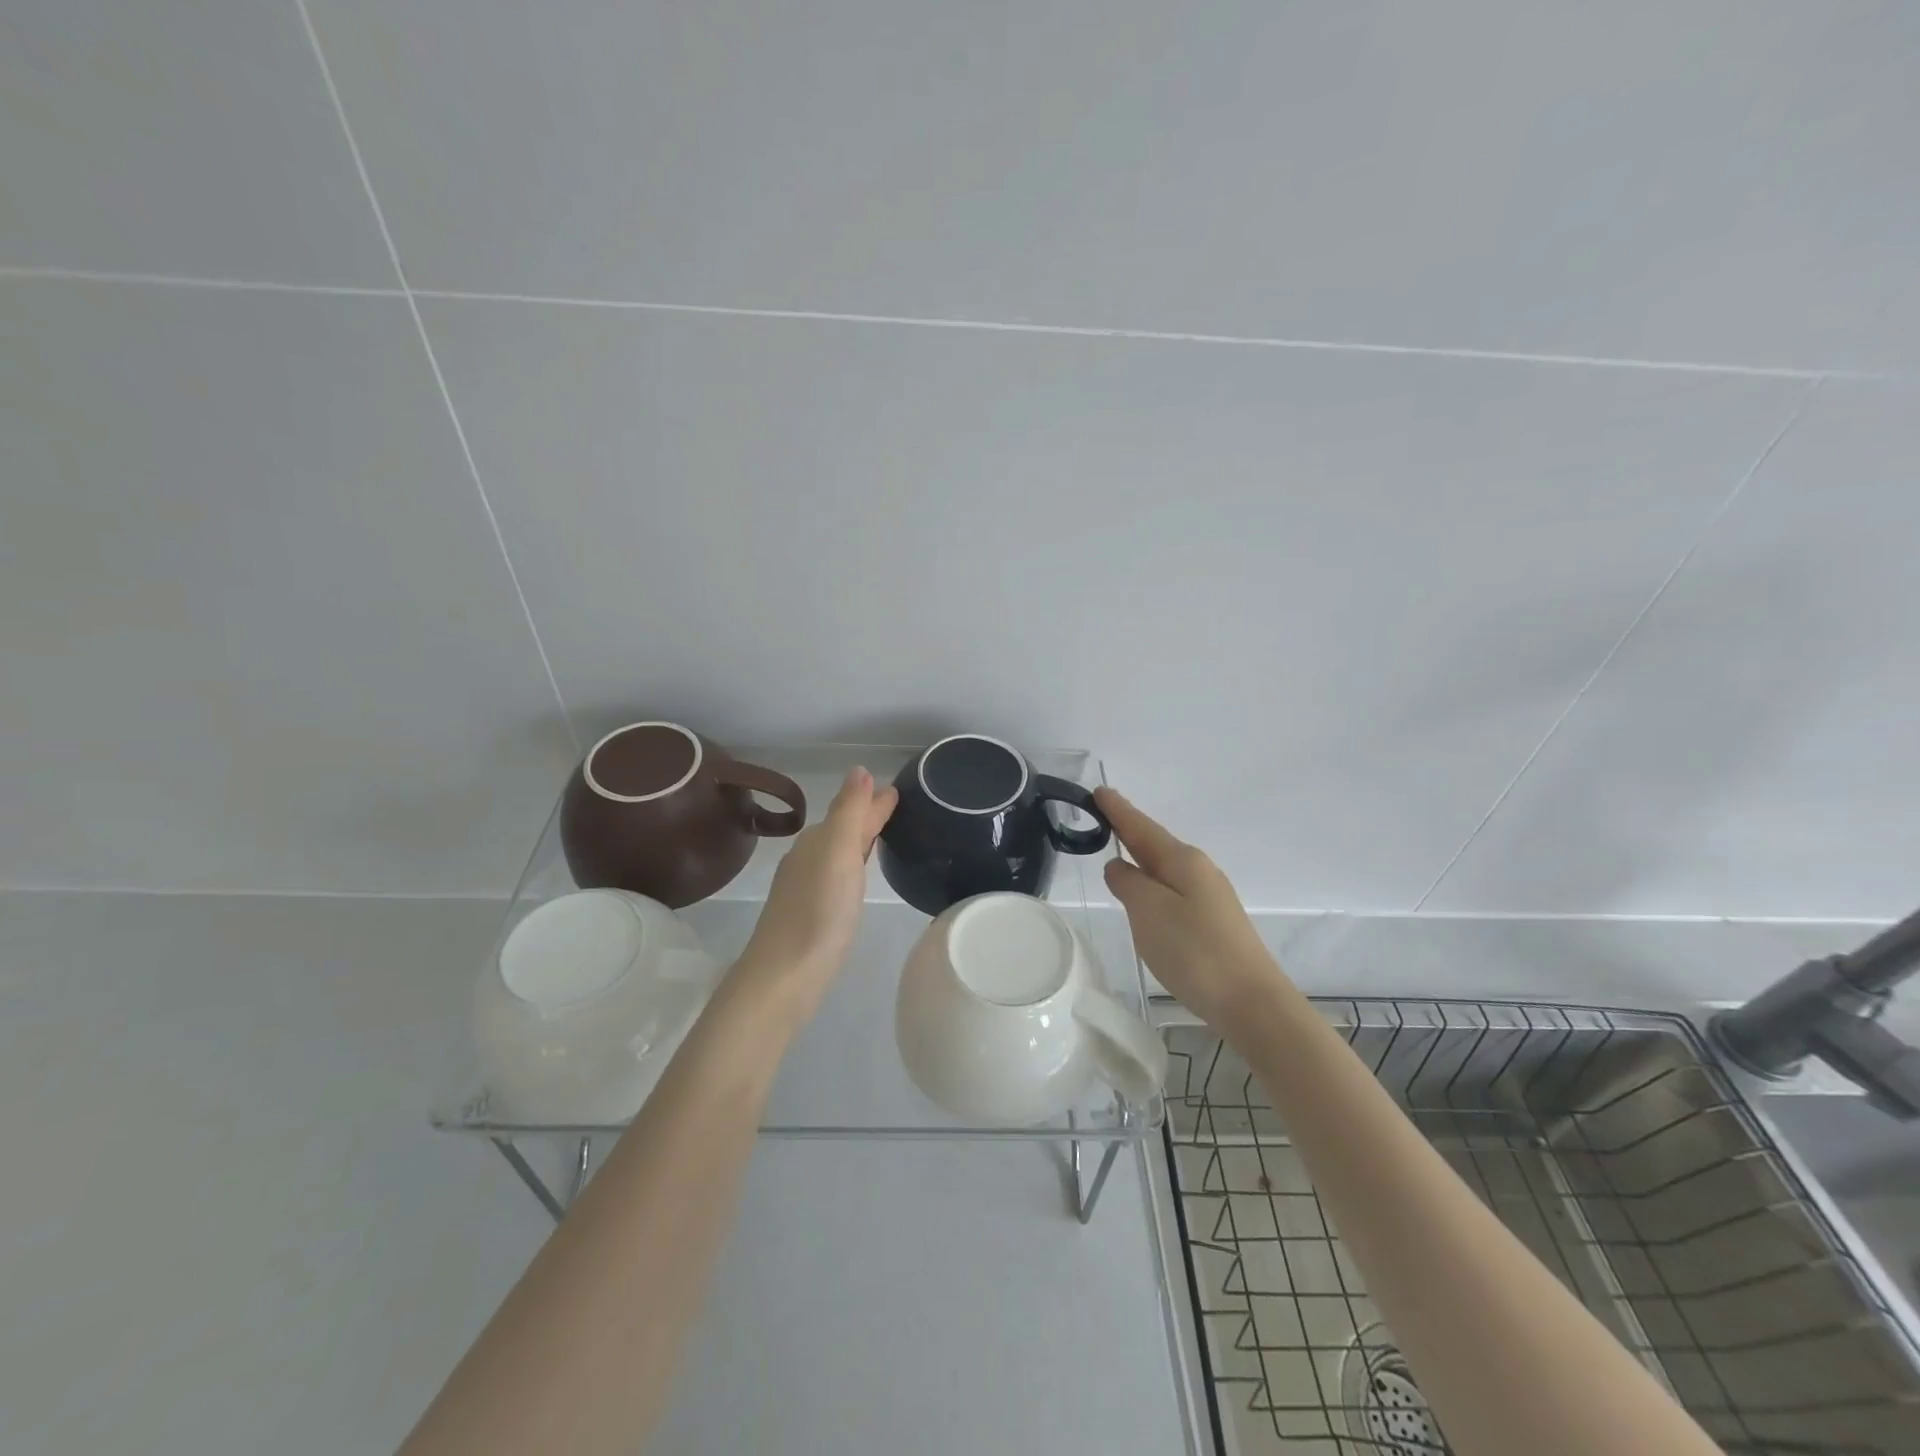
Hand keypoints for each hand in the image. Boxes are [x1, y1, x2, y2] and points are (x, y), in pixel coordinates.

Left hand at [731, 767, 897, 1021]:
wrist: (785, 976)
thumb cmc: (819, 911)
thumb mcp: (839, 853)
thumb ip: (850, 811)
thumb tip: (859, 769)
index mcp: (817, 841)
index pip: (851, 811)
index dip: (873, 801)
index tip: (898, 791)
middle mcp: (808, 859)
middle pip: (843, 829)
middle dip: (866, 816)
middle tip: (896, 808)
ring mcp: (806, 888)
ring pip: (838, 853)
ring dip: (858, 840)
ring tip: (882, 835)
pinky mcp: (810, 915)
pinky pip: (836, 876)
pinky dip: (851, 867)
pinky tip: (857, 878)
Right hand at [1094, 787, 1290, 1023]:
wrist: (1251, 1003)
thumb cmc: (1195, 952)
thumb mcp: (1148, 911)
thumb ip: (1128, 883)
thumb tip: (1118, 866)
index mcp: (1182, 861)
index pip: (1141, 827)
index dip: (1119, 810)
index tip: (1099, 790)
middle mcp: (1199, 871)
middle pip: (1155, 844)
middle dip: (1129, 829)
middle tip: (1103, 814)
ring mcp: (1209, 897)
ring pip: (1165, 868)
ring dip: (1141, 856)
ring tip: (1118, 849)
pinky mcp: (1212, 923)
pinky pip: (1172, 889)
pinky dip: (1152, 882)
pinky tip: (1146, 894)